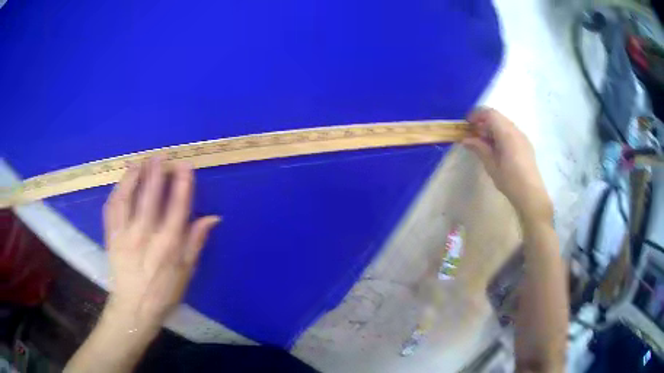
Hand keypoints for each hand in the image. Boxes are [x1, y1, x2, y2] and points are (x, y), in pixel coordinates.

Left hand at [102, 157, 219, 332]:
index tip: (185, 166)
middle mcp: (145, 236)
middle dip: (156, 172)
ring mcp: (124, 235)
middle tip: (160, 155)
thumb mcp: (186, 273)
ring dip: (133, 177)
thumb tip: (212, 217)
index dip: (182, 184)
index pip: (177, 208)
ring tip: (139, 162)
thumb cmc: (163, 293)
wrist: (133, 308)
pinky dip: (117, 191)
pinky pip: (111, 208)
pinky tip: (122, 182)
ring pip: (127, 198)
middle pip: (150, 197)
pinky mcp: (111, 237)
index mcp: (168, 246)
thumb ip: (196, 242)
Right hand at [462, 108, 552, 223]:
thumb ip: (479, 148)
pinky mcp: (525, 144)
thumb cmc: (510, 180)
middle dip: (484, 121)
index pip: (490, 114)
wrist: (531, 194)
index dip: (477, 114)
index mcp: (507, 134)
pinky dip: (501, 133)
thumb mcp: (491, 165)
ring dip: (492, 127)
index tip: (467, 123)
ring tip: (484, 142)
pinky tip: (497, 148)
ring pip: (504, 123)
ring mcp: (522, 137)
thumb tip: (466, 139)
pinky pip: (511, 131)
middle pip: (498, 117)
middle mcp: (516, 130)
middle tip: (473, 134)